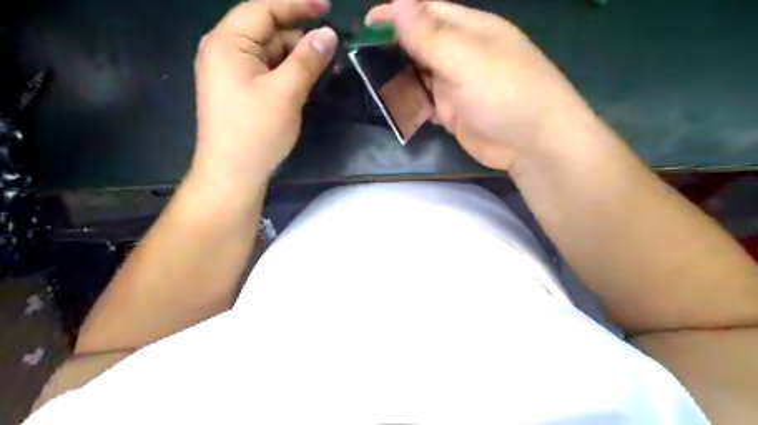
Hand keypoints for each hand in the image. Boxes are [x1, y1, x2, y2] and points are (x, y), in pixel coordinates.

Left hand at [193, 0, 337, 190]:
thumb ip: (307, 59)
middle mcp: (225, 51)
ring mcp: (232, 73)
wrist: (233, 174)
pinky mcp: (241, 91)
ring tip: (327, 69)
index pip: (264, 9)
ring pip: (271, 54)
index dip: (297, 5)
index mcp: (227, 43)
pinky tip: (309, 82)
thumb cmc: (256, 131)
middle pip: (268, 31)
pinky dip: (289, 74)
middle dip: (301, 38)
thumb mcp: (286, 92)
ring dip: (298, 58)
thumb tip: (329, 34)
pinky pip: (268, 72)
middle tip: (333, 49)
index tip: (328, 8)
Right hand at [368, 1, 590, 170]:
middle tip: (362, 57)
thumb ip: (431, 35)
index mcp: (469, 30)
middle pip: (419, 44)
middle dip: (393, 47)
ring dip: (398, 77)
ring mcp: (456, 85)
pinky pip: (425, 102)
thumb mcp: (467, 59)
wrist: (532, 144)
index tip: (366, 25)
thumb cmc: (505, 93)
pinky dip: (410, 103)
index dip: (397, 14)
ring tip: (371, 81)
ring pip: (419, 74)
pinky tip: (394, 105)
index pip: (427, 12)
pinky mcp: (453, 112)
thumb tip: (399, 1)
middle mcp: (460, 54)